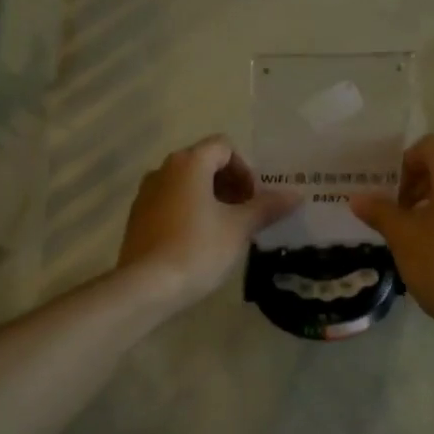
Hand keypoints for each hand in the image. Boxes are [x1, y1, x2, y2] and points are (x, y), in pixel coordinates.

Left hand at [118, 135, 300, 311]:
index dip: (245, 170)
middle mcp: (163, 169)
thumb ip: (267, 207)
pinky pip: (169, 203)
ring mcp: (146, 193)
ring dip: (209, 199)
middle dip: (229, 184)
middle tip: (244, 215)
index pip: (224, 147)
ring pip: (185, 184)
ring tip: (224, 230)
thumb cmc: (198, 249)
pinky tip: (198, 242)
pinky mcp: (137, 217)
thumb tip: (296, 195)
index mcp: (189, 163)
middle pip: (203, 163)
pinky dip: (188, 212)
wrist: (147, 286)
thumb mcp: (239, 228)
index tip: (253, 200)